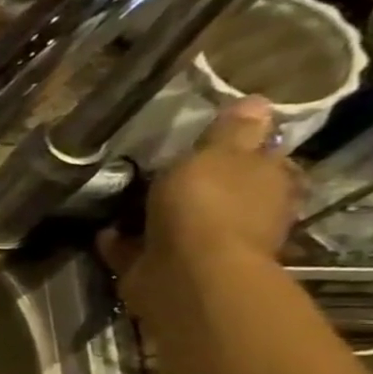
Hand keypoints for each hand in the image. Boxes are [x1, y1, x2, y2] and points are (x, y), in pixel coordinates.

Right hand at [99, 96, 301, 316]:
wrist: (185, 272)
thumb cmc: (208, 205)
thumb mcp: (219, 154)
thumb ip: (233, 131)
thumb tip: (258, 101)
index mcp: (268, 183)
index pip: (264, 159)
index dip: (242, 149)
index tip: (211, 142)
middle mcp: (245, 216)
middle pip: (222, 193)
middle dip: (196, 185)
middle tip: (159, 170)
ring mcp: (203, 246)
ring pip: (179, 222)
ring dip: (156, 215)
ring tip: (122, 200)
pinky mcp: (164, 268)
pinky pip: (139, 249)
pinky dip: (123, 241)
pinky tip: (104, 232)